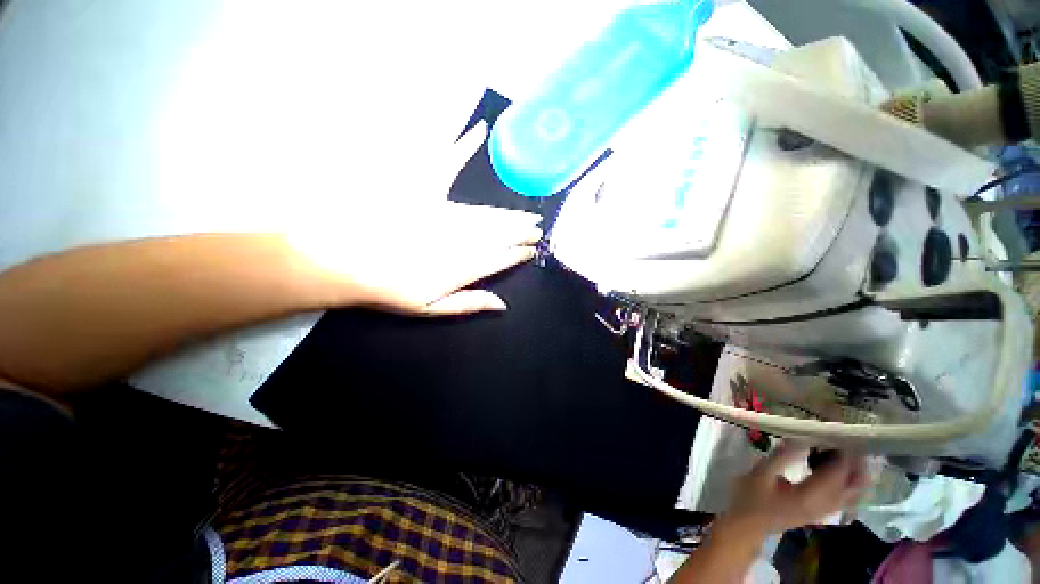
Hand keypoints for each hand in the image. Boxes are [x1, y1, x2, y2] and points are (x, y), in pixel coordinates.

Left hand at [287, 121, 542, 315]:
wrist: (341, 259)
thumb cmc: (386, 289)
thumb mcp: (429, 309)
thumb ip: (467, 303)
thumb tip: (502, 304)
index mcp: (461, 267)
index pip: (499, 259)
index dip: (517, 254)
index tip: (532, 249)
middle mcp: (459, 238)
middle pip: (498, 235)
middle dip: (520, 233)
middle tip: (537, 228)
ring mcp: (442, 210)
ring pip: (485, 213)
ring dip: (508, 215)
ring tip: (527, 215)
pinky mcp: (422, 187)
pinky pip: (447, 163)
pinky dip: (462, 146)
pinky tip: (479, 131)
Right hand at [722, 443, 868, 536]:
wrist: (748, 525)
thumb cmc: (751, 497)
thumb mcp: (760, 473)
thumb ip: (781, 456)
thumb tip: (801, 436)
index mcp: (810, 496)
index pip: (838, 473)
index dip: (844, 452)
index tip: (839, 432)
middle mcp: (825, 506)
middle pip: (855, 485)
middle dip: (857, 462)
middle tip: (848, 439)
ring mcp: (825, 511)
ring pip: (855, 493)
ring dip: (856, 472)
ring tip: (846, 451)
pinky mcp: (822, 512)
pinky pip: (847, 497)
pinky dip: (849, 482)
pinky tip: (838, 469)